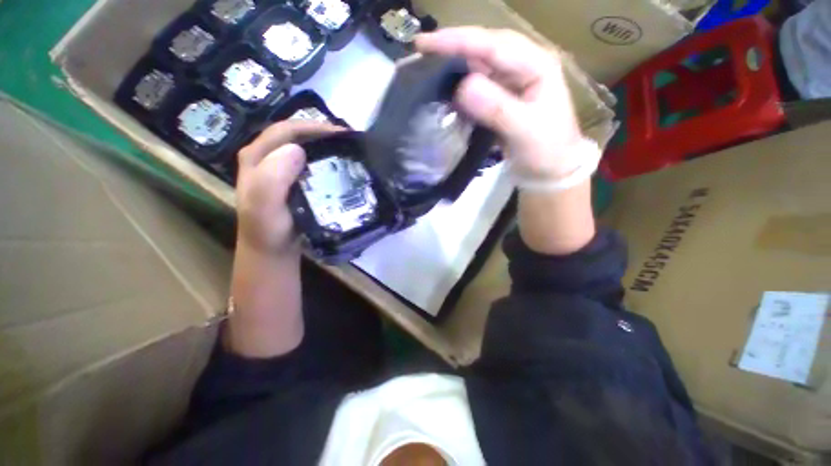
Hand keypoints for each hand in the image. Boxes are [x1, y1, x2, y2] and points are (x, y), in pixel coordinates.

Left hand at [236, 120, 341, 254]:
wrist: (271, 250)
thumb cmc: (268, 231)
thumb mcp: (264, 206)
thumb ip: (272, 178)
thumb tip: (297, 149)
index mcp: (256, 157)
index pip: (286, 130)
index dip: (313, 126)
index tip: (342, 134)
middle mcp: (267, 159)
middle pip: (296, 136)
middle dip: (322, 134)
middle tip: (350, 141)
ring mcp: (279, 170)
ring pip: (304, 149)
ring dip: (325, 147)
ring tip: (348, 152)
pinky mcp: (292, 182)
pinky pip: (310, 165)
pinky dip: (325, 162)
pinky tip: (339, 168)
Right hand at [415, 27, 583, 180]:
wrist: (551, 170)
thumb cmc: (547, 150)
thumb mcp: (525, 130)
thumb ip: (497, 108)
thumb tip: (462, 87)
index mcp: (535, 64)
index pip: (492, 45)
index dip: (457, 42)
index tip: (424, 45)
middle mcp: (522, 66)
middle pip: (482, 49)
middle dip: (451, 49)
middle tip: (419, 53)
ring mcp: (510, 83)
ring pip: (476, 68)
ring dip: (452, 69)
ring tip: (425, 71)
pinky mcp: (500, 100)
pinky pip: (475, 89)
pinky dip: (458, 90)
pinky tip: (444, 93)